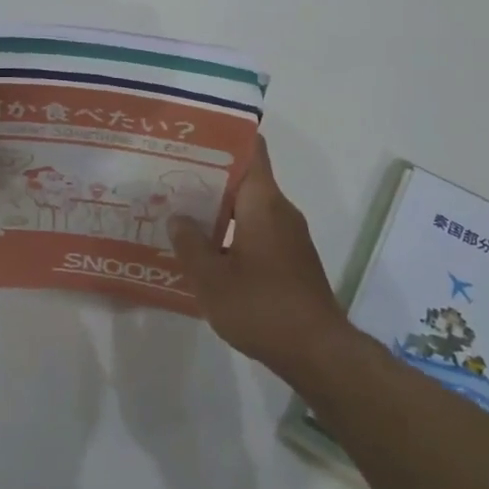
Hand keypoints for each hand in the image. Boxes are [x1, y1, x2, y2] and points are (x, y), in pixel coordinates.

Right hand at [167, 136, 349, 382]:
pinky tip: (206, 251)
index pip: (251, 150)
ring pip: (250, 208)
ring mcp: (289, 236)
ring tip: (181, 213)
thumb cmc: (261, 306)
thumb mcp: (211, 278)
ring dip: (219, 209)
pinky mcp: (291, 260)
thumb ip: (190, 243)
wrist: (317, 351)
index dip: (225, 138)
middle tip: (171, 176)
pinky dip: (233, 232)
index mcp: (263, 201)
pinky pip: (258, 231)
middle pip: (245, 179)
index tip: (194, 137)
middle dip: (209, 177)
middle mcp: (280, 210)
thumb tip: (177, 217)